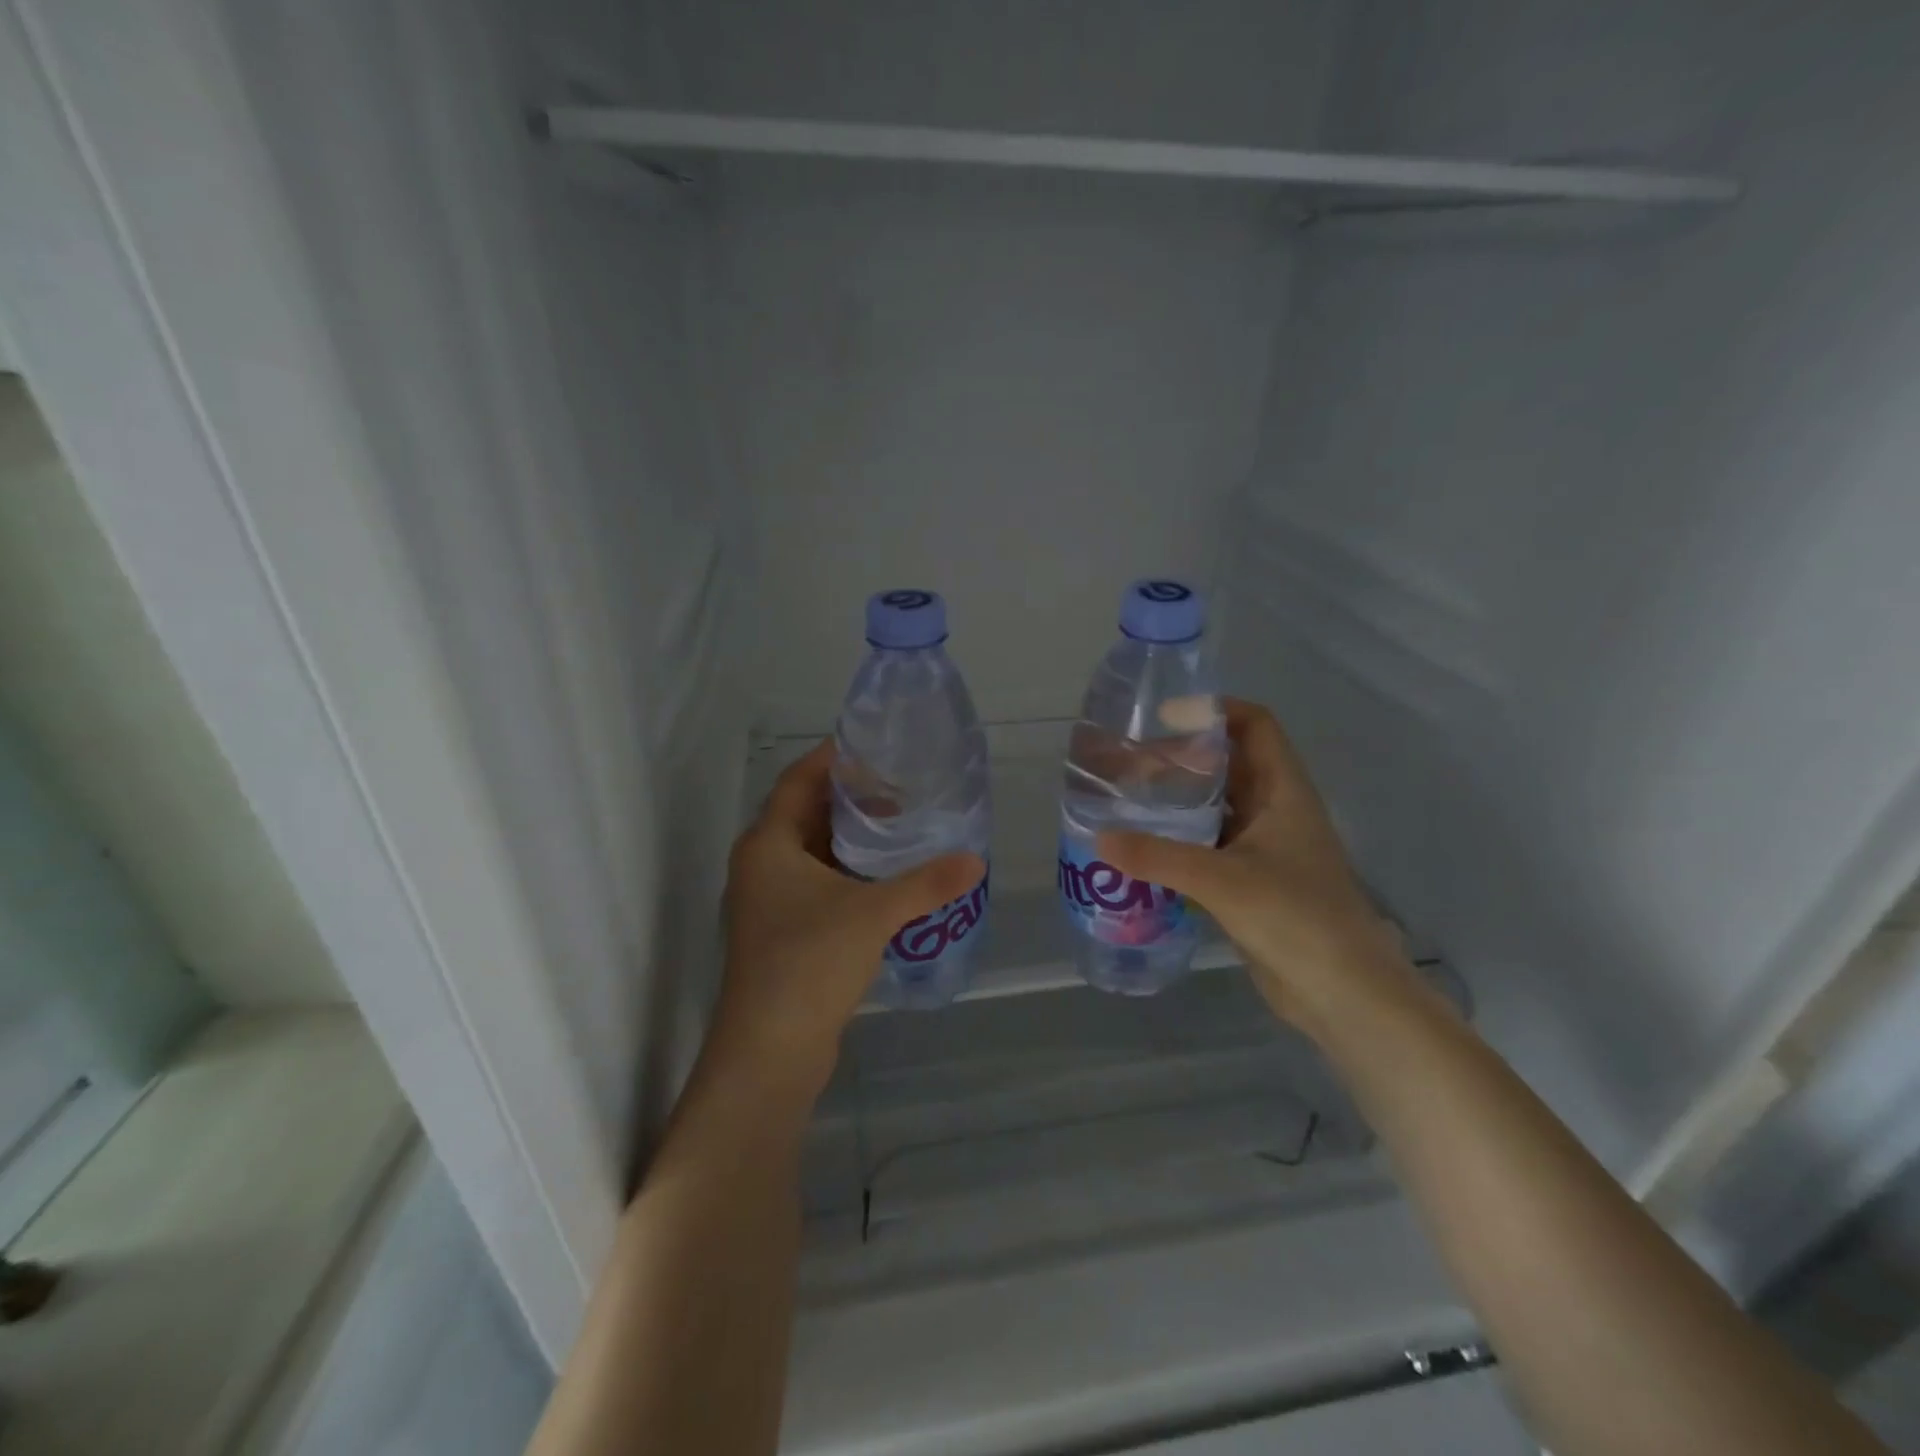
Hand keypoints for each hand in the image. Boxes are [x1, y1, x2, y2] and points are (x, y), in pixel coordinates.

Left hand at [715, 741, 983, 1097]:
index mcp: (767, 844)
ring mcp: (770, 902)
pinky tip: (889, 880)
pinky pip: (820, 884)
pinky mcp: (785, 933)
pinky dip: (850, 873)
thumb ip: (926, 883)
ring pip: (814, 852)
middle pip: (807, 814)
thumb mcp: (873, 913)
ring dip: (853, 839)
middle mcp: (762, 866)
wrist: (771, 1052)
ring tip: (903, 828)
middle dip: (852, 799)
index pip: (798, 780)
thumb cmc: (809, 962)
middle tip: (902, 787)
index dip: (833, 759)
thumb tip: (976, 860)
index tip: (875, 746)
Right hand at [1097, 698, 1417, 1034]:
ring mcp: (1265, 848)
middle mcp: (1276, 811)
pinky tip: (1143, 849)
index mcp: (1284, 792)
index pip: (1255, 726)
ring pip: (1217, 807)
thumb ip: (1159, 857)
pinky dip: (1180, 840)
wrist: (1344, 995)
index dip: (1215, 711)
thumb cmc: (1296, 919)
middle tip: (1129, 761)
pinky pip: (1210, 846)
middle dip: (1183, 757)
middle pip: (1229, 764)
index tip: (1163, 717)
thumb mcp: (1223, 880)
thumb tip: (1099, 837)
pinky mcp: (1251, 882)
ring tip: (1127, 799)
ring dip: (1179, 801)